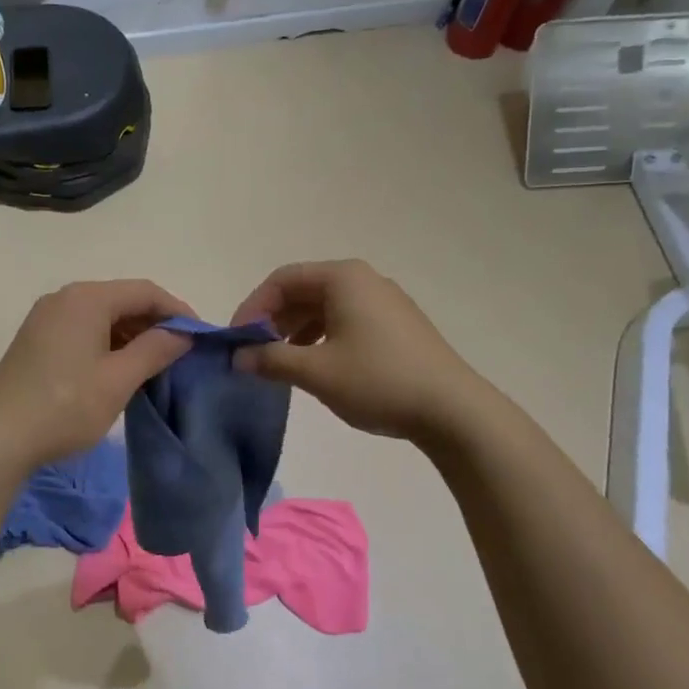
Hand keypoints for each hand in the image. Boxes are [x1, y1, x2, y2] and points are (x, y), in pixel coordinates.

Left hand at [0, 279, 194, 469]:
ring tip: (154, 366)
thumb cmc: (65, 407)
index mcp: (86, 298)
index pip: (145, 291)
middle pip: (122, 299)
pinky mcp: (36, 340)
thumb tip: (183, 333)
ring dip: (131, 335)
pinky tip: (119, 371)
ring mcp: (46, 318)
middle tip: (180, 355)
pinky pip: (83, 330)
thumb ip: (156, 349)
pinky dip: (107, 344)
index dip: (178, 310)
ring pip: (102, 316)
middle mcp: (64, 298)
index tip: (200, 337)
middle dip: (155, 324)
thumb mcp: (118, 380)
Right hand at [229, 260, 484, 443]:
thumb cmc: (378, 381)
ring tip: (281, 362)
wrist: (453, 410)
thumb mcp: (316, 372)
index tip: (236, 341)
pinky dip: (321, 337)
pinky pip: (346, 319)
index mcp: (343, 278)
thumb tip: (238, 357)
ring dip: (295, 330)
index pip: (282, 280)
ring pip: (324, 307)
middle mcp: (364, 280)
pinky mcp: (397, 324)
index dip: (252, 307)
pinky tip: (316, 364)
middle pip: (303, 290)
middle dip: (273, 320)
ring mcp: (384, 301)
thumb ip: (270, 360)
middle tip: (255, 353)